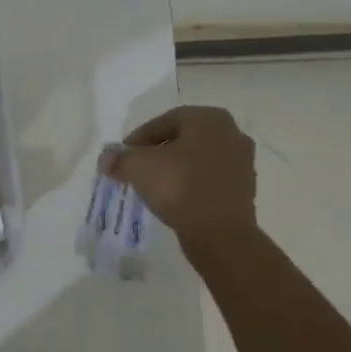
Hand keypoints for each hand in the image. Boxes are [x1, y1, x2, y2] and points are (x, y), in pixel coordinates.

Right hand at [103, 106, 256, 253]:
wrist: (220, 233)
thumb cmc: (179, 186)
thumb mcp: (139, 167)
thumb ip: (119, 159)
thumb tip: (106, 159)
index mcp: (208, 118)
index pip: (165, 121)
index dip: (139, 137)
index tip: (124, 155)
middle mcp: (231, 132)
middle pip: (183, 138)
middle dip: (158, 152)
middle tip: (137, 168)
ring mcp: (242, 161)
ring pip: (198, 159)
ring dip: (176, 168)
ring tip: (154, 185)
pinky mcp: (244, 188)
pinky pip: (209, 178)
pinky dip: (191, 184)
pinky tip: (175, 199)